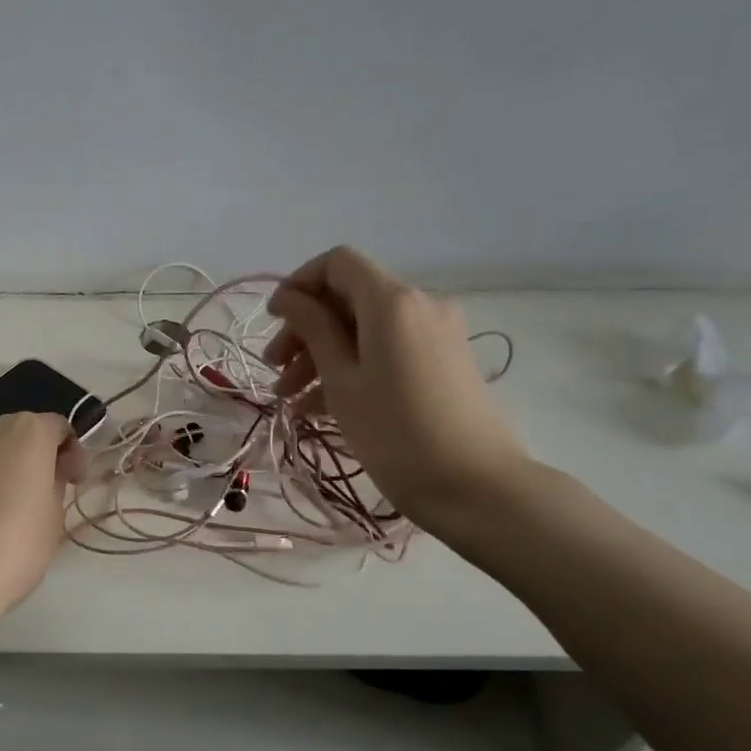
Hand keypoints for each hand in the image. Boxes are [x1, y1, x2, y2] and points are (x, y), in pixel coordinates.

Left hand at [0, 412, 79, 624]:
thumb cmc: (15, 545)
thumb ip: (55, 484)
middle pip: (19, 434)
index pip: (59, 428)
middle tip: (40, 495)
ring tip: (1, 512)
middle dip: (32, 458)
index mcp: (28, 432)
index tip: (74, 484)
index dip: (72, 455)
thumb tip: (46, 474)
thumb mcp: (55, 517)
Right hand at [264, 247, 530, 537]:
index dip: (299, 284)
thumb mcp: (343, 382)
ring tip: (290, 399)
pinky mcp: (444, 362)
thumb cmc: (397, 434)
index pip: (338, 263)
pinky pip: (387, 351)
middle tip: (273, 370)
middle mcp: (419, 304)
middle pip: (349, 298)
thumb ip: (313, 330)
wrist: (477, 488)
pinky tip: (320, 408)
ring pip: (366, 329)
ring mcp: (436, 334)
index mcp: (392, 301)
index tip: (274, 321)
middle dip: (306, 329)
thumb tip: (289, 298)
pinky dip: (353, 369)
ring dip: (323, 355)